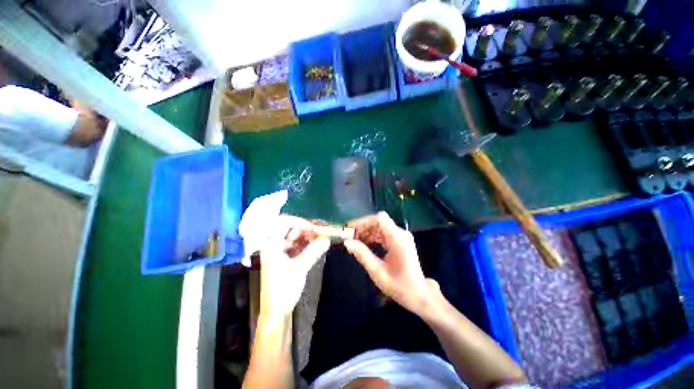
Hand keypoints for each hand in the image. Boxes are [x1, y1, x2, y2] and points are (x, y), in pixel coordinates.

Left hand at [259, 216, 329, 320]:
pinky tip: (317, 244)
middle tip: (321, 232)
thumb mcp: (299, 269)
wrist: (276, 312)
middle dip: (306, 229)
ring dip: (308, 236)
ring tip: (321, 237)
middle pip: (291, 229)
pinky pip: (298, 245)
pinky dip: (307, 244)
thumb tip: (327, 239)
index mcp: (271, 245)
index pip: (283, 224)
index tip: (313, 228)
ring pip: (296, 237)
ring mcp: (280, 251)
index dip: (299, 222)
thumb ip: (313, 251)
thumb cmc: (283, 289)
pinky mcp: (286, 258)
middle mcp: (275, 245)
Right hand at [344, 212, 438, 314]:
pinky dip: (372, 236)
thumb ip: (362, 255)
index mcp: (398, 239)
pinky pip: (383, 233)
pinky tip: (363, 244)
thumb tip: (347, 242)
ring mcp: (401, 237)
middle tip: (349, 237)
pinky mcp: (399, 241)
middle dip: (363, 227)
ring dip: (366, 232)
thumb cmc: (399, 286)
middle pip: (379, 222)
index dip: (363, 221)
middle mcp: (400, 234)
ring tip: (353, 241)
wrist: (419, 295)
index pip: (380, 219)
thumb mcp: (378, 272)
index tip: (350, 229)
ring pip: (380, 227)